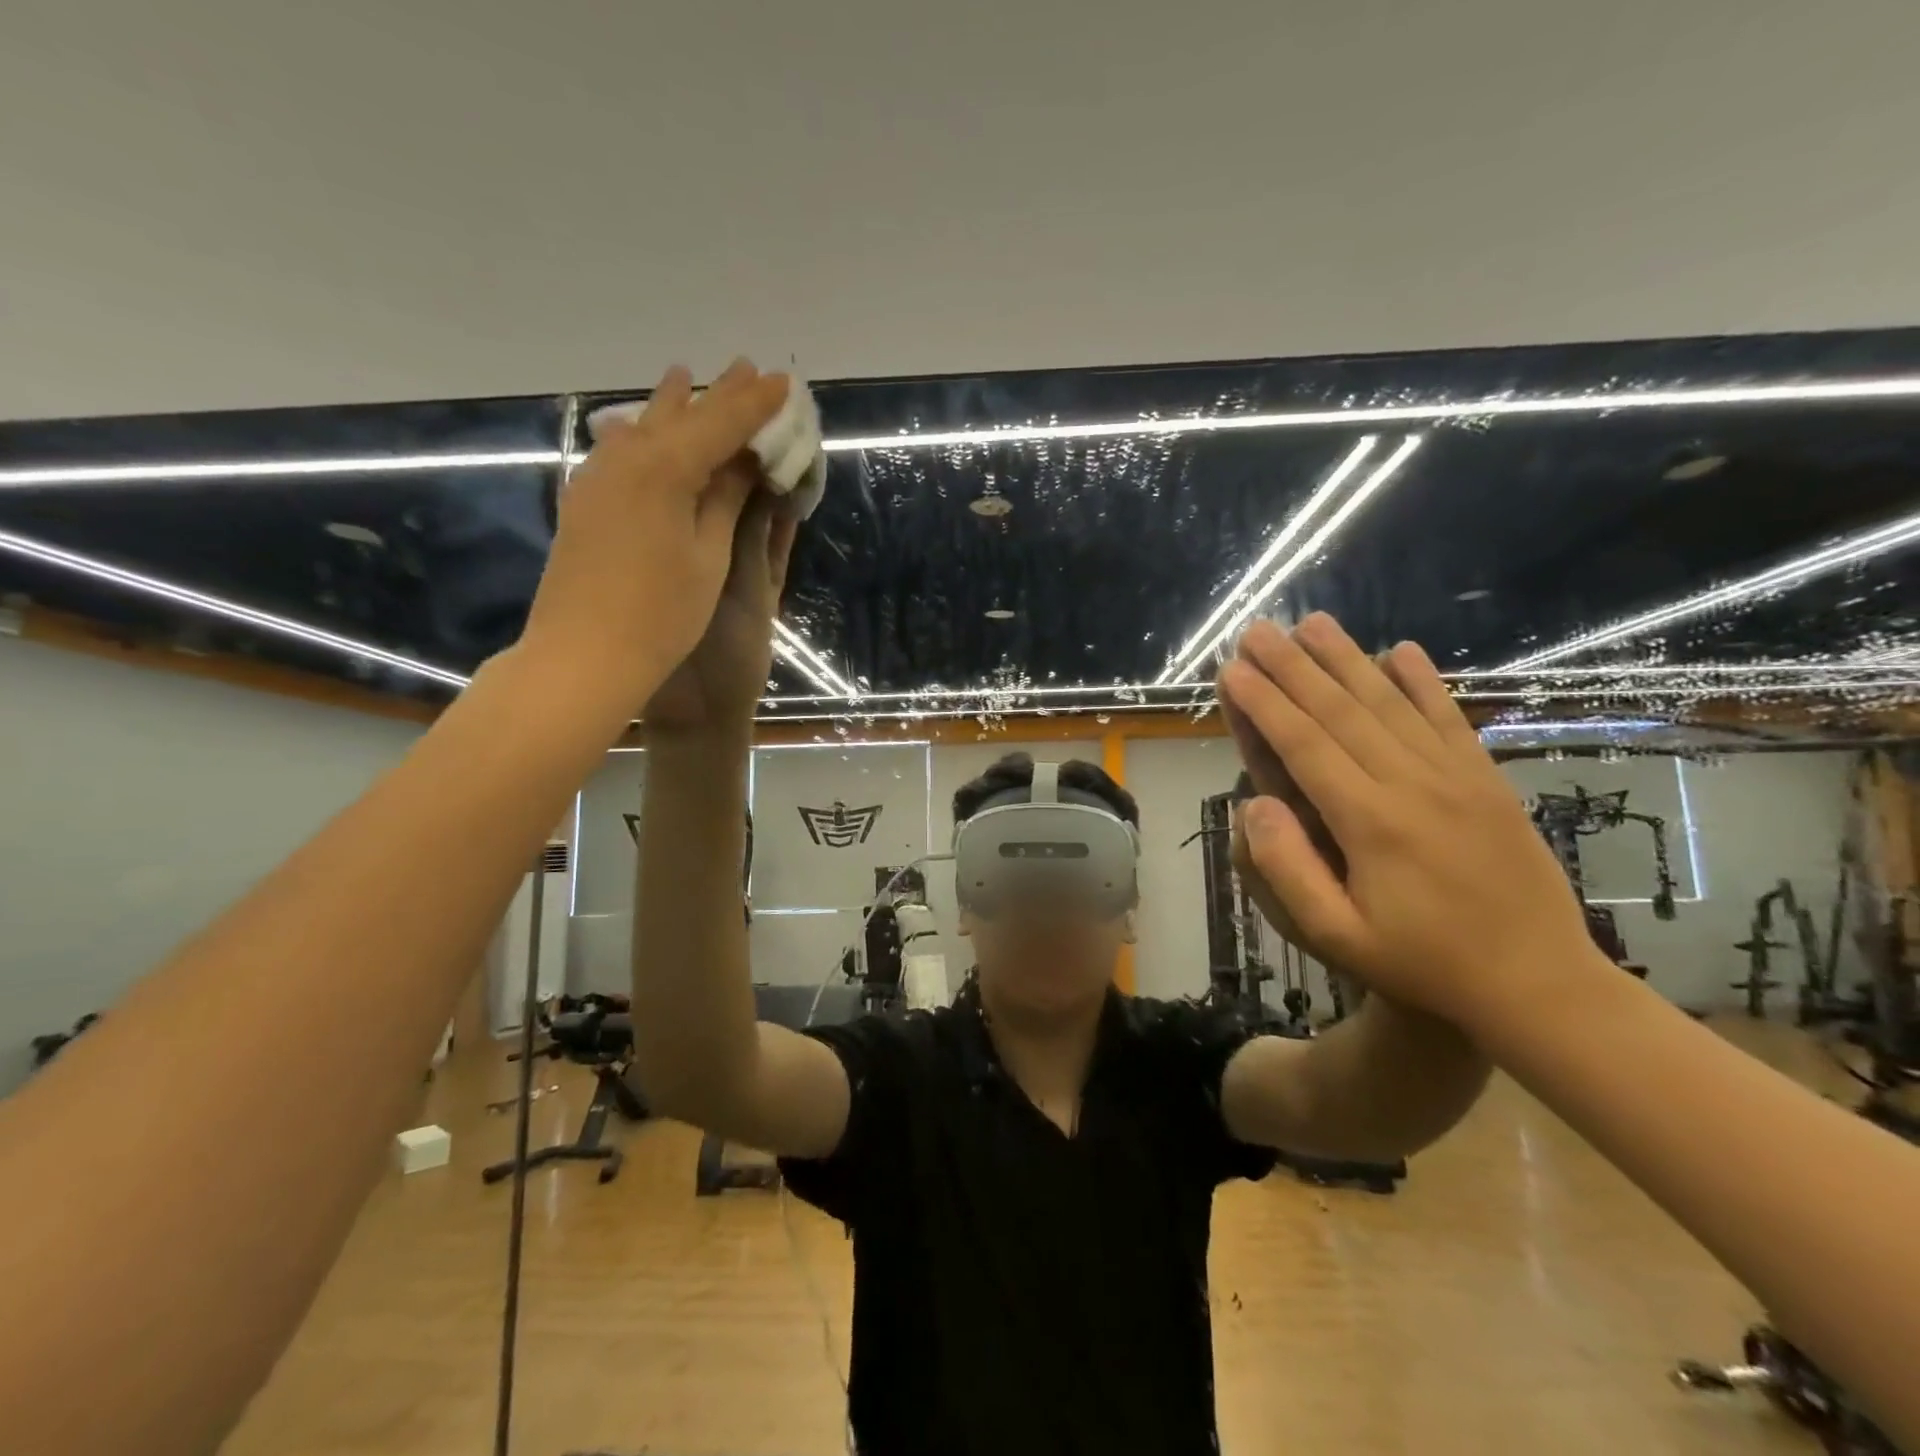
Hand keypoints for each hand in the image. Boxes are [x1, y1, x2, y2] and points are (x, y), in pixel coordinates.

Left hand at [516, 360, 788, 726]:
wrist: (583, 655)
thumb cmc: (661, 614)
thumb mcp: (708, 556)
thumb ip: (724, 499)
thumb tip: (743, 460)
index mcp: (666, 469)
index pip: (721, 423)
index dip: (756, 403)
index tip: (785, 381)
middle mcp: (627, 460)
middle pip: (680, 415)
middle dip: (717, 394)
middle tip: (746, 369)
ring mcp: (598, 478)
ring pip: (643, 427)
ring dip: (673, 406)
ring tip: (687, 378)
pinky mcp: (585, 501)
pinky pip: (621, 450)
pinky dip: (645, 434)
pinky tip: (646, 430)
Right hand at [1216, 614, 1600, 1029]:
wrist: (1540, 984)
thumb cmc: (1424, 964)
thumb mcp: (1338, 936)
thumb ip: (1288, 869)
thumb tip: (1250, 803)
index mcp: (1369, 821)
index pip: (1304, 745)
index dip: (1264, 704)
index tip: (1233, 670)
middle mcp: (1411, 783)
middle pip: (1340, 711)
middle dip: (1293, 667)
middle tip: (1257, 630)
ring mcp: (1455, 776)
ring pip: (1390, 703)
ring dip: (1347, 659)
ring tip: (1313, 623)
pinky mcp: (1486, 780)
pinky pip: (1449, 718)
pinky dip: (1423, 681)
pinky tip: (1401, 650)